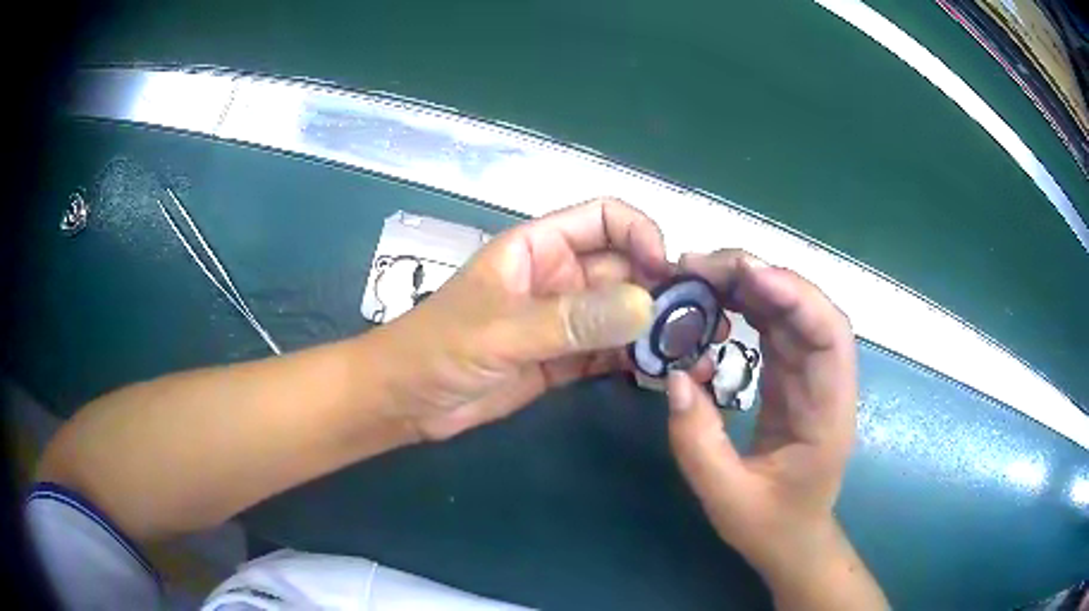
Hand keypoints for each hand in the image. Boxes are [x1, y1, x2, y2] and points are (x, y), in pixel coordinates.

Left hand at [377, 197, 674, 440]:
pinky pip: (610, 353)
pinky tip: (664, 372)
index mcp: (538, 248)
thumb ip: (571, 320)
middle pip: (625, 269)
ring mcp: (563, 321)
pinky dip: (637, 360)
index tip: (667, 271)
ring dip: (657, 328)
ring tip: (696, 350)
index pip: (605, 219)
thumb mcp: (500, 330)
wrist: (405, 402)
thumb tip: (648, 306)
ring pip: (623, 314)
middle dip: (663, 290)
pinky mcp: (564, 361)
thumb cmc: (435, 350)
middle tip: (703, 322)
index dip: (642, 234)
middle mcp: (558, 277)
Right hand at [665, 250, 863, 589]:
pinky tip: (716, 304)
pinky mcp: (792, 379)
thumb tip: (674, 376)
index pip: (829, 336)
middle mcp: (827, 383)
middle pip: (807, 310)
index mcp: (829, 413)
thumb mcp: (727, 497)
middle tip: (700, 267)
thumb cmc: (771, 525)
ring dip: (750, 286)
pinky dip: (747, 308)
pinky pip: (775, 329)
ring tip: (699, 277)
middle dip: (760, 277)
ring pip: (790, 312)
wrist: (793, 539)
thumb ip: (698, 442)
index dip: (794, 295)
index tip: (745, 275)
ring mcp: (810, 377)